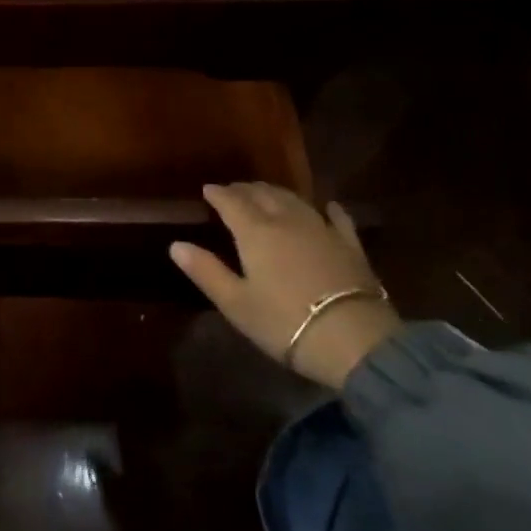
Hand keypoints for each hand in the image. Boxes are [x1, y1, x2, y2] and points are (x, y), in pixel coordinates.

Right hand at [170, 183, 401, 388]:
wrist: (354, 340)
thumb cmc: (285, 323)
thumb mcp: (236, 303)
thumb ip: (206, 271)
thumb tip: (176, 245)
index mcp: (255, 232)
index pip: (232, 202)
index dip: (218, 194)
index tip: (208, 190)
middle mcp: (286, 220)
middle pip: (263, 194)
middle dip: (245, 190)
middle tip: (233, 190)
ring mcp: (322, 229)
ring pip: (295, 200)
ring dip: (277, 193)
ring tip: (266, 193)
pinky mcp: (350, 245)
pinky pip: (337, 218)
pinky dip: (327, 209)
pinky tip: (327, 206)